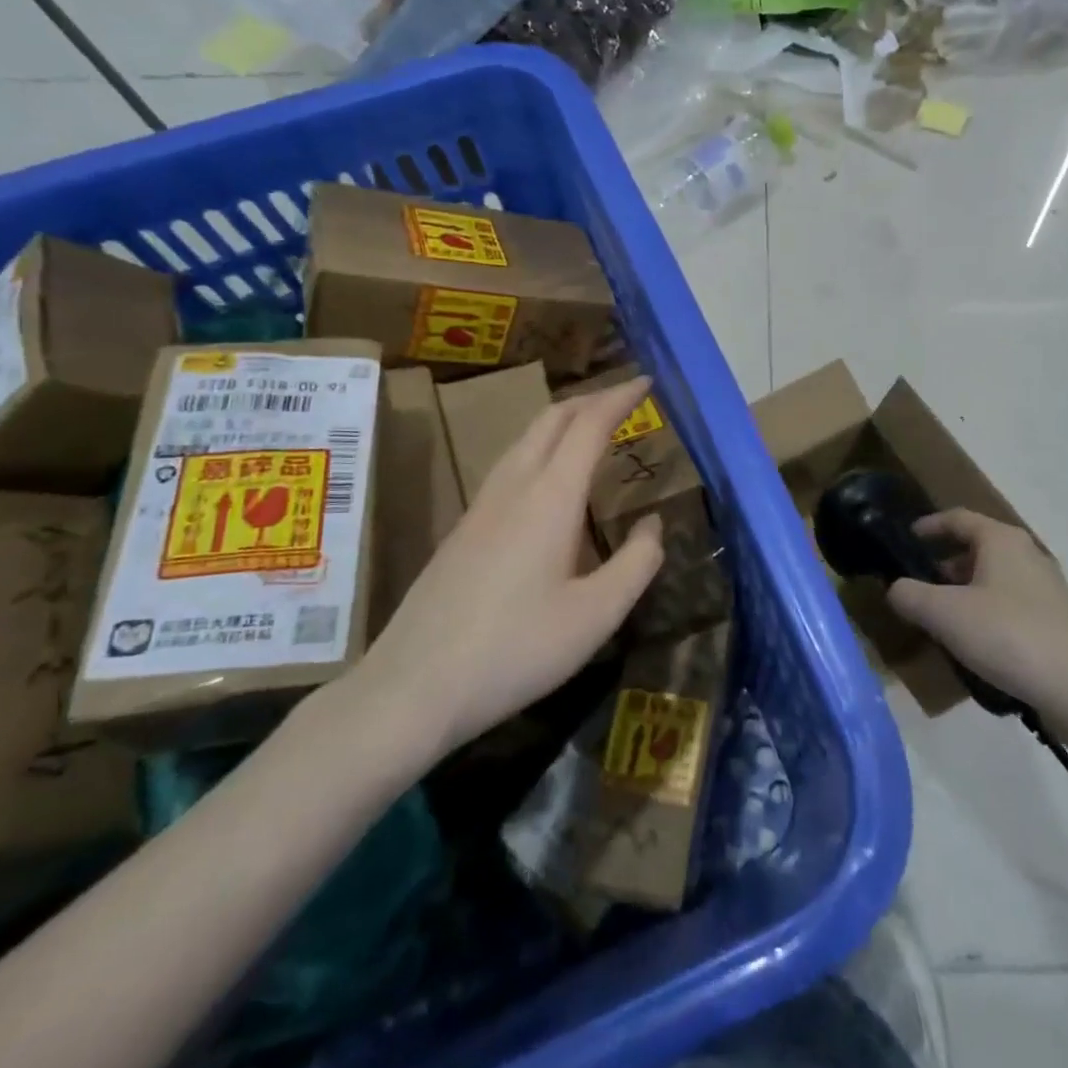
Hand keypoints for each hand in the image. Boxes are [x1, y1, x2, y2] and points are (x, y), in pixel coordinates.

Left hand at [346, 376, 663, 772]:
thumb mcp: (597, 615)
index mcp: (550, 497)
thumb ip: (637, 563)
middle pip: (551, 420)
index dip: (620, 398)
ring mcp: (481, 506)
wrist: (414, 687)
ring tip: (592, 431)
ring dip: (562, 422)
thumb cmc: (516, 650)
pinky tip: (549, 483)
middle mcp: (513, 487)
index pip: (589, 425)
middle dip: (590, 399)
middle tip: (625, 399)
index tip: (647, 381)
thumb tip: (653, 524)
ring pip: (525, 440)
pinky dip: (542, 449)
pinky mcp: (463, 529)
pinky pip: (510, 465)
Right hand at [886, 508, 1067, 720]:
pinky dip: (988, 611)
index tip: (907, 538)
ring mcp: (1047, 587)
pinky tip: (978, 642)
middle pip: (978, 547)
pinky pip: (1011, 602)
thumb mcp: (944, 614)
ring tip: (943, 619)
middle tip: (919, 585)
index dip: (929, 525)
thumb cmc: (1008, 636)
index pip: (958, 518)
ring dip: (966, 591)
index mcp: (1001, 540)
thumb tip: (896, 588)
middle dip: (945, 564)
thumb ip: (910, 596)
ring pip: (995, 577)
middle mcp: (1027, 554)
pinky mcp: (1058, 619)